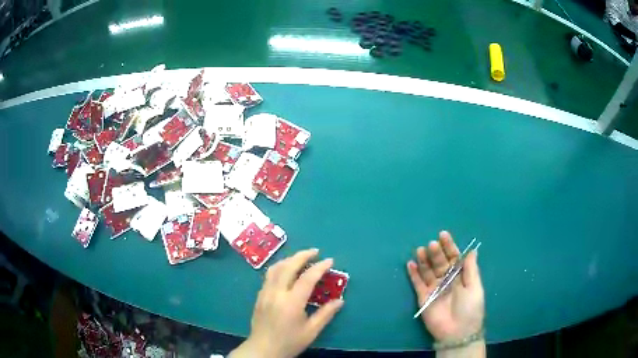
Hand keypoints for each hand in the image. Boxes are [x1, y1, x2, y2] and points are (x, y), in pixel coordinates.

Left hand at [229, 249, 343, 357]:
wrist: (263, 349)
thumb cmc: (289, 342)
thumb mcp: (311, 331)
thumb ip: (325, 314)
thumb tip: (340, 301)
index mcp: (291, 302)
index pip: (307, 278)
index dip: (319, 267)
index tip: (329, 260)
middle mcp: (276, 293)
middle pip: (288, 266)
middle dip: (302, 255)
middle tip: (315, 252)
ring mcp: (265, 293)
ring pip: (275, 268)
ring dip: (289, 259)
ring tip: (301, 258)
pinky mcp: (259, 296)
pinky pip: (269, 275)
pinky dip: (280, 267)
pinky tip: (286, 271)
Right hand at [406, 231, 483, 342]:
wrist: (457, 332)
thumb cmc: (470, 308)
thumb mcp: (475, 287)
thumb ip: (471, 269)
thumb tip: (472, 250)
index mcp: (461, 276)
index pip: (454, 258)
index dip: (449, 246)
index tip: (443, 235)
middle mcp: (447, 280)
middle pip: (440, 262)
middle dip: (436, 252)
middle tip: (432, 244)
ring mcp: (434, 288)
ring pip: (428, 270)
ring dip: (424, 260)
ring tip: (420, 250)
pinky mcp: (423, 297)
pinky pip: (417, 283)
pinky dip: (413, 274)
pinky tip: (410, 263)